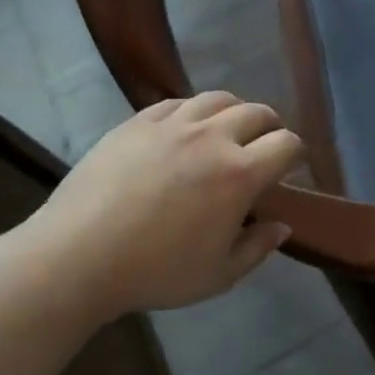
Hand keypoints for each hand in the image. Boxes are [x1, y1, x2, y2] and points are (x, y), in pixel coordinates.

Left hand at [19, 92, 303, 315]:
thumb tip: (282, 226)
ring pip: (218, 99)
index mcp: (240, 174)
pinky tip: (185, 128)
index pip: (287, 143)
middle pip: (257, 113)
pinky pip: (177, 102)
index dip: (296, 152)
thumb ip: (257, 248)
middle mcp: (213, 138)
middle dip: (270, 127)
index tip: (292, 166)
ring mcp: (173, 125)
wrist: (77, 256)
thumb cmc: (155, 272)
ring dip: (234, 111)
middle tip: (264, 147)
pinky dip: (192, 111)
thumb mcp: (218, 275)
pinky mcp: (138, 122)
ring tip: (228, 130)